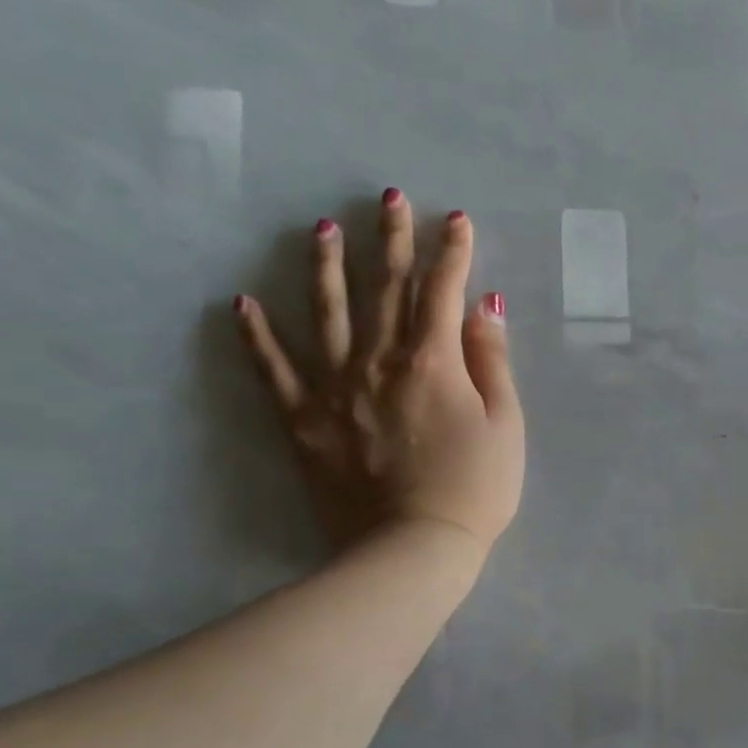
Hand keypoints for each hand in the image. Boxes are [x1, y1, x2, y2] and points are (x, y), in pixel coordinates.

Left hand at [233, 190, 524, 556]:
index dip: (451, 250)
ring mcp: (334, 388)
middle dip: (391, 239)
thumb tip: (484, 305)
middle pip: (385, 287)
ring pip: (327, 313)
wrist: (412, 549)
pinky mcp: (303, 421)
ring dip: (326, 267)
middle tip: (389, 198)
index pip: (442, 290)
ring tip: (321, 228)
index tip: (455, 218)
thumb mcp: (505, 424)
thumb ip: (492, 361)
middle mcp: (379, 361)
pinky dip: (257, 337)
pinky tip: (242, 303)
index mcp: (432, 361)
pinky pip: (274, 371)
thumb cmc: (475, 488)